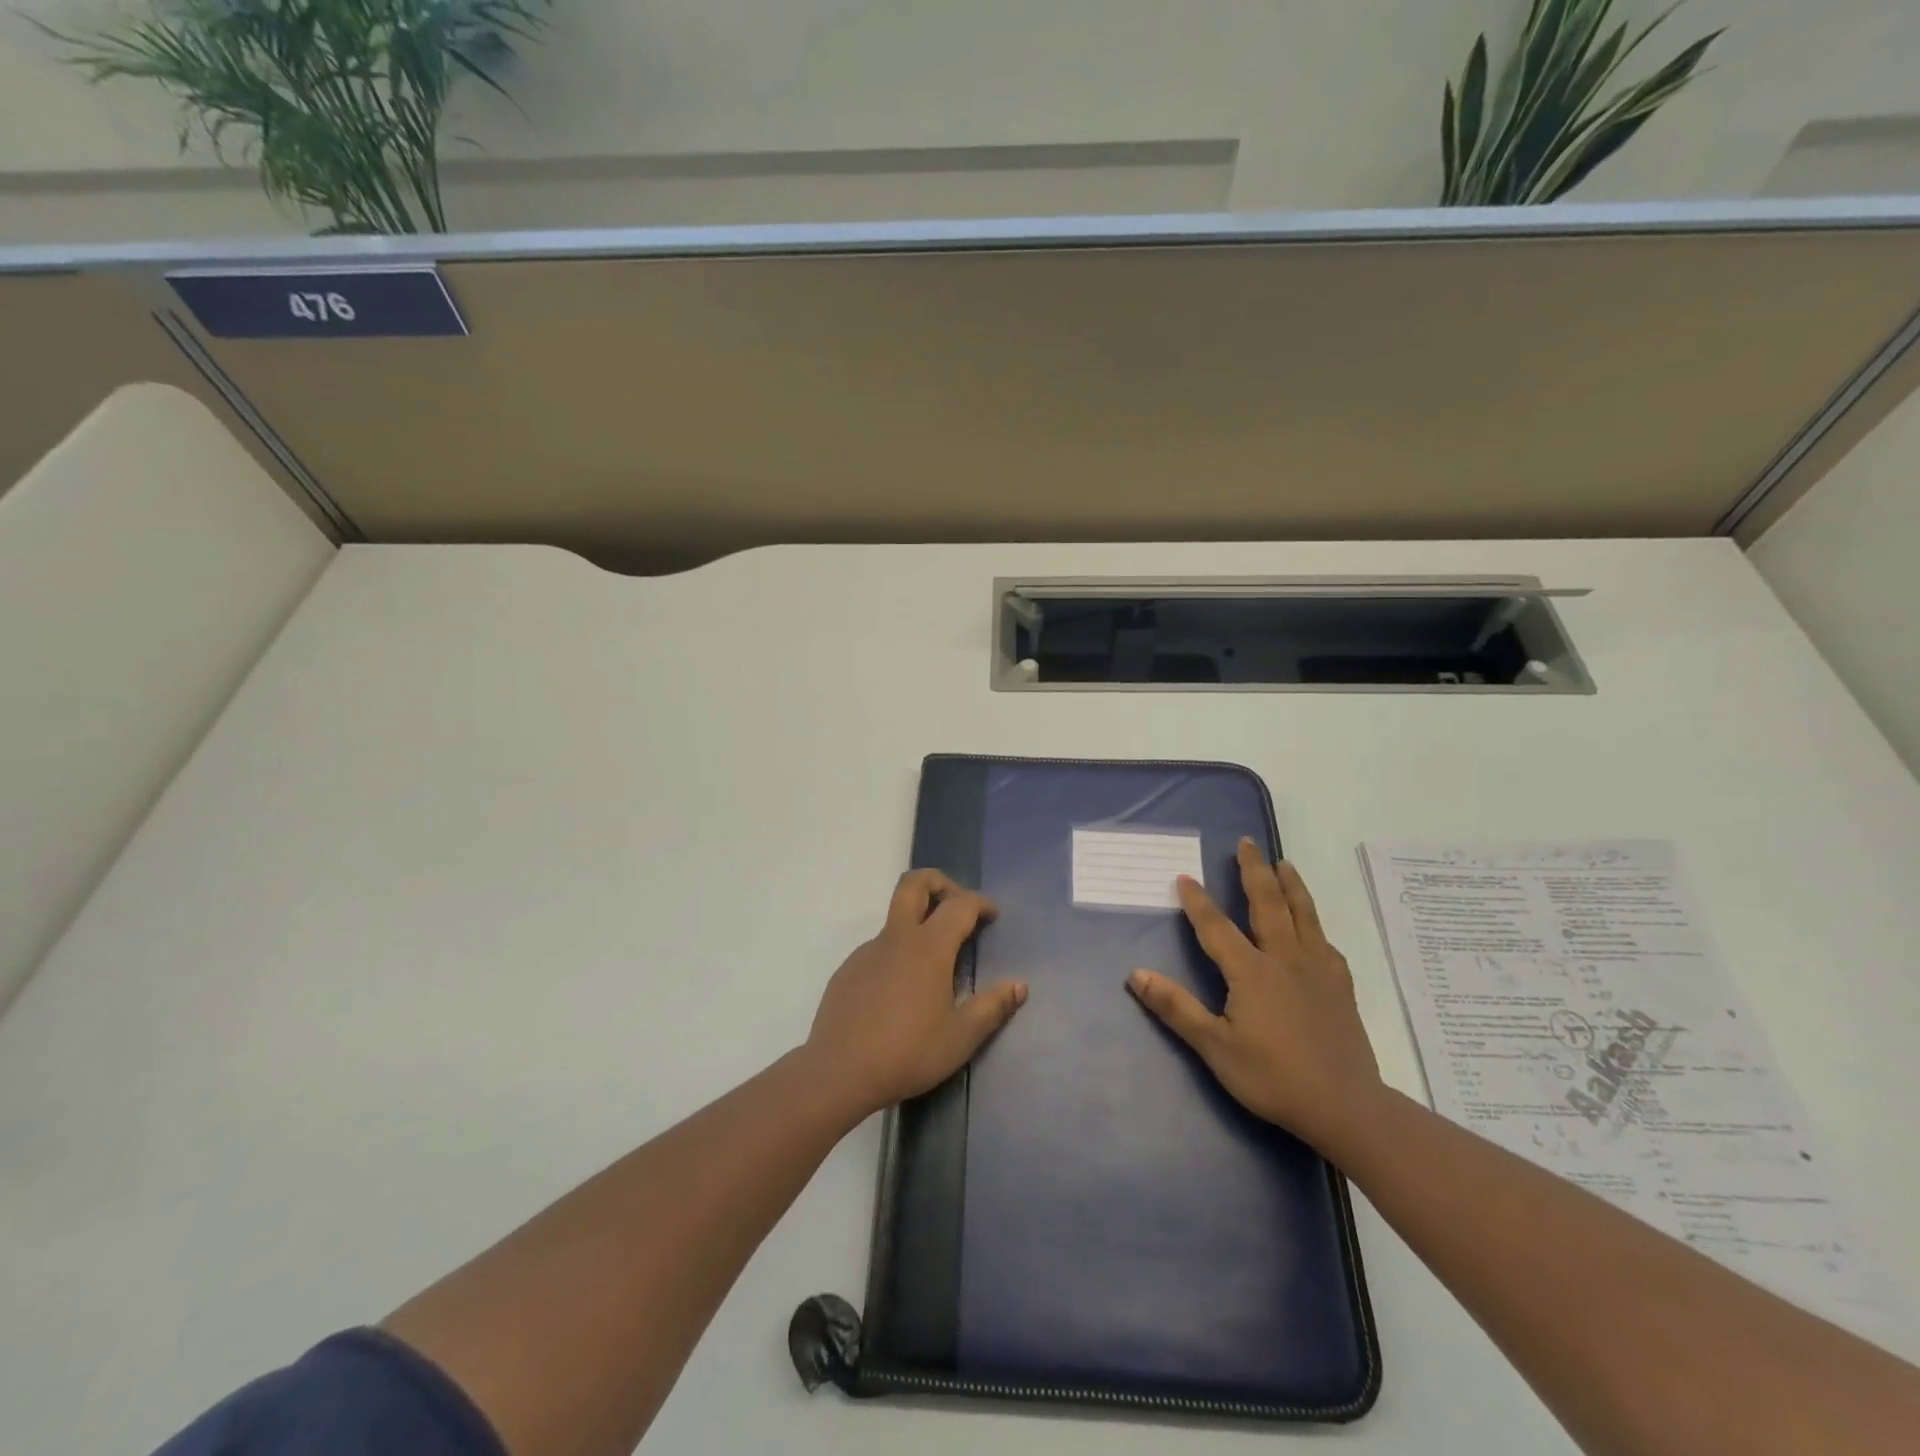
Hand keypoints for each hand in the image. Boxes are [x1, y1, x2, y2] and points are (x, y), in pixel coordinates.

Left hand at [805, 869, 1027, 1117]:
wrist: (838, 1072)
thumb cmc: (908, 1052)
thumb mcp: (961, 1037)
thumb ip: (992, 1007)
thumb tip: (1018, 986)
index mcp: (928, 947)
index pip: (959, 905)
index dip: (980, 903)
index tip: (992, 916)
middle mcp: (896, 938)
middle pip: (914, 883)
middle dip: (939, 882)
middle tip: (957, 906)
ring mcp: (867, 952)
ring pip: (895, 919)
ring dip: (918, 924)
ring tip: (935, 965)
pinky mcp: (847, 971)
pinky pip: (878, 949)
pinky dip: (898, 954)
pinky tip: (902, 993)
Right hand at [1127, 840, 1382, 1150]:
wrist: (1346, 1106)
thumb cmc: (1273, 1077)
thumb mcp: (1215, 1047)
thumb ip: (1176, 1008)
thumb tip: (1136, 974)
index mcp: (1250, 971)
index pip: (1216, 927)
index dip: (1198, 901)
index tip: (1184, 876)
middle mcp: (1284, 958)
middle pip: (1268, 903)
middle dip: (1254, 871)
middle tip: (1247, 843)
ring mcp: (1317, 969)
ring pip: (1303, 914)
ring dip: (1290, 884)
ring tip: (1283, 863)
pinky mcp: (1340, 986)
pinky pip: (1325, 941)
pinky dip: (1315, 922)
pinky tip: (1313, 925)